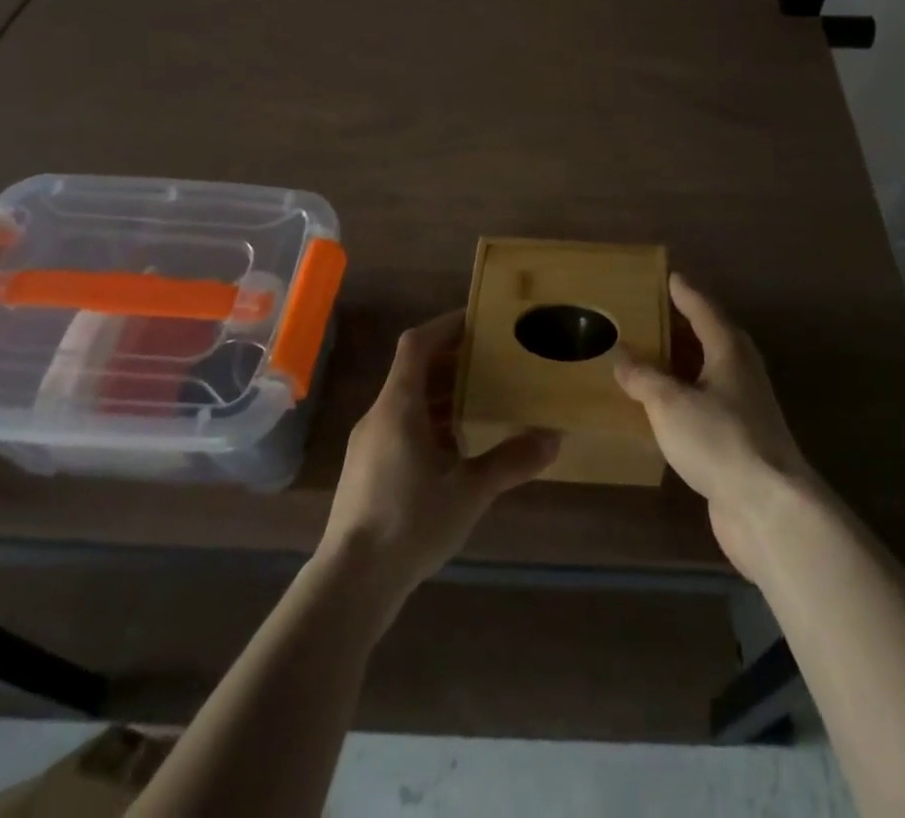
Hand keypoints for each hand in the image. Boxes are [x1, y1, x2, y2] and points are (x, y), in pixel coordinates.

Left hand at [318, 311, 558, 611]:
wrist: (350, 583)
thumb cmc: (408, 523)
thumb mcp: (468, 491)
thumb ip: (510, 461)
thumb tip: (554, 438)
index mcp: (398, 406)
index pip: (417, 344)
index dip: (446, 326)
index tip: (479, 321)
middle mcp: (379, 415)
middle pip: (414, 371)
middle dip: (453, 362)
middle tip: (493, 362)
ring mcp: (368, 444)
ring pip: (407, 402)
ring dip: (442, 395)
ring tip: (482, 402)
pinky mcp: (366, 470)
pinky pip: (401, 428)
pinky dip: (429, 423)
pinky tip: (457, 450)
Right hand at [614, 274, 816, 584]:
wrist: (768, 508)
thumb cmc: (720, 439)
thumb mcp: (670, 403)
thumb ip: (643, 377)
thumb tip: (621, 356)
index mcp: (728, 349)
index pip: (702, 308)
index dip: (682, 292)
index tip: (666, 276)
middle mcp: (739, 371)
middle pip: (706, 337)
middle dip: (676, 326)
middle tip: (642, 315)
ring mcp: (742, 407)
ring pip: (704, 373)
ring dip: (677, 365)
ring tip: (641, 357)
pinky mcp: (737, 439)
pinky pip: (702, 404)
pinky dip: (680, 398)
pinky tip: (658, 407)